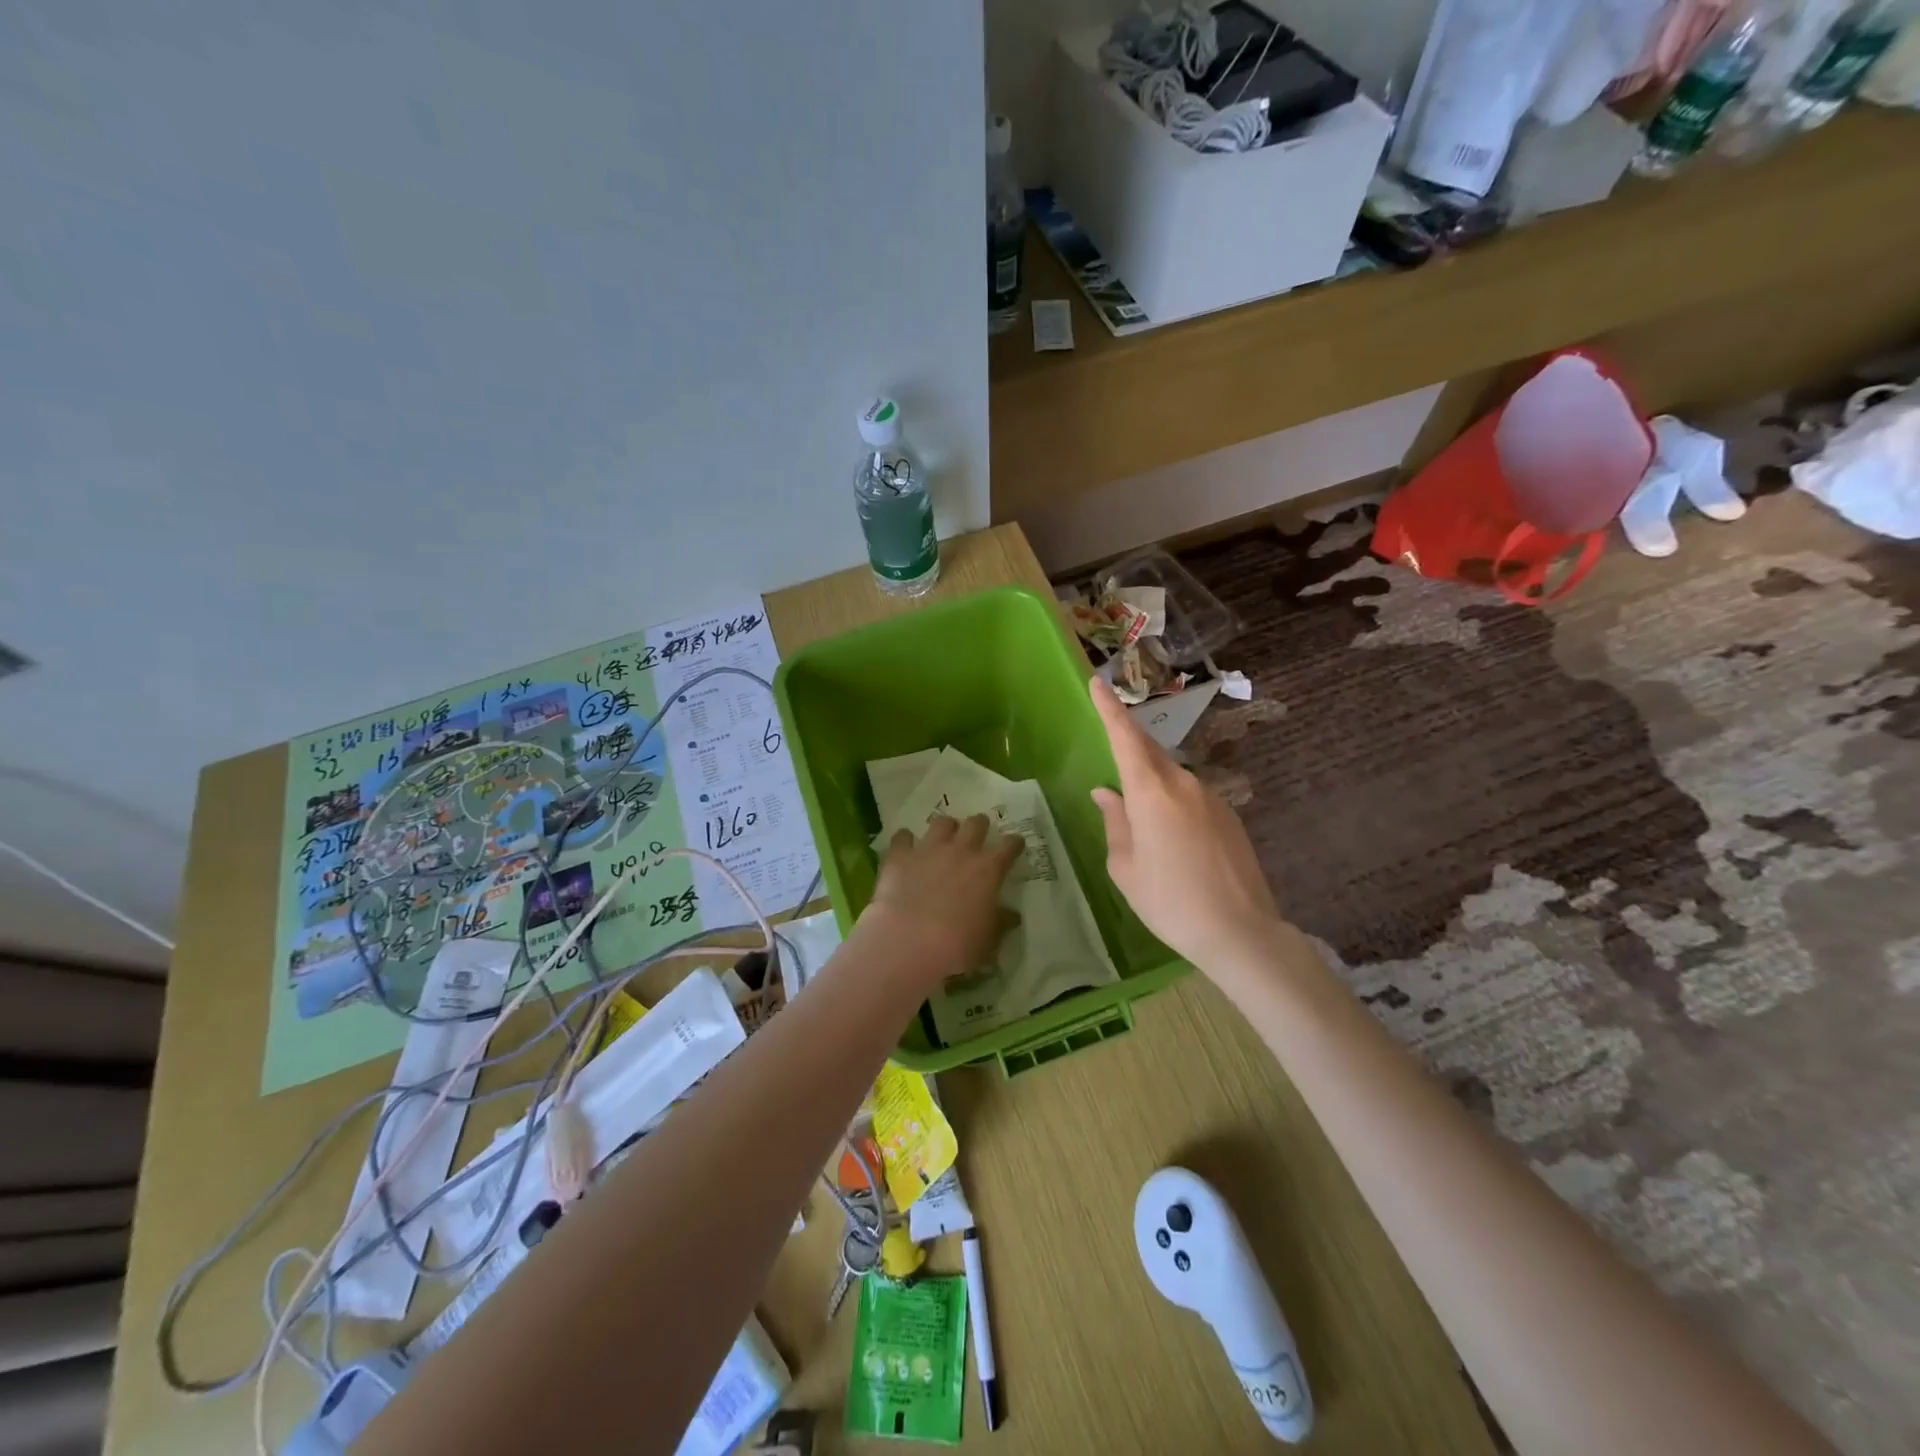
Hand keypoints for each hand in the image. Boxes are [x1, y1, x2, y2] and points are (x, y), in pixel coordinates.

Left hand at [863, 814, 1023, 985]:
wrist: (908, 942)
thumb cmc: (958, 946)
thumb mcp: (988, 940)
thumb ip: (1000, 923)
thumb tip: (1012, 916)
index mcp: (988, 870)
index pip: (1009, 846)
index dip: (1013, 843)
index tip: (1015, 844)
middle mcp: (960, 851)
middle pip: (976, 824)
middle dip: (979, 826)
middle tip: (978, 835)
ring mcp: (928, 850)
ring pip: (941, 823)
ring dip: (946, 828)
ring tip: (944, 837)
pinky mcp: (899, 856)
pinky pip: (902, 837)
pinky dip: (905, 839)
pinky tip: (905, 846)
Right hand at [1087, 676, 1289, 980]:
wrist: (1240, 932)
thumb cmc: (1169, 901)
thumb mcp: (1125, 867)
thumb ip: (1114, 822)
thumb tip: (1106, 792)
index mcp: (1151, 792)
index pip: (1125, 737)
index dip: (1109, 708)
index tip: (1097, 681)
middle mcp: (1183, 783)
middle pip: (1149, 752)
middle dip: (1127, 743)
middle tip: (1108, 750)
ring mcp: (1211, 797)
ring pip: (1170, 776)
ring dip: (1150, 781)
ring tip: (1138, 816)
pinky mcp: (1229, 815)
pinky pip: (1190, 796)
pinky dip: (1171, 801)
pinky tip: (1169, 836)